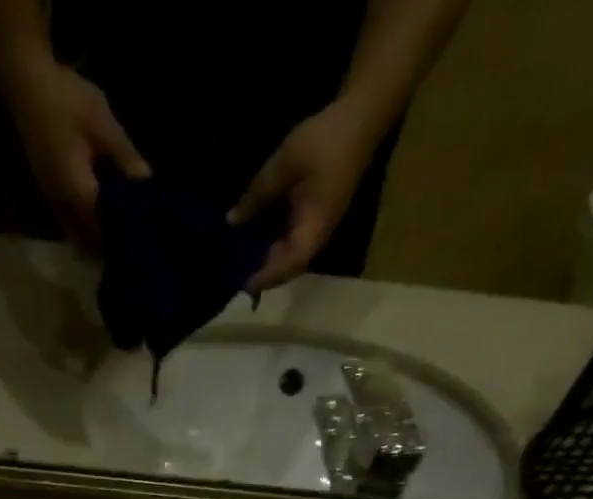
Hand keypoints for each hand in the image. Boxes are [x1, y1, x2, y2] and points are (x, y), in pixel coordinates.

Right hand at [0, 54, 148, 249]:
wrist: (26, 83)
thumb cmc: (66, 101)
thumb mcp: (102, 124)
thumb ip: (125, 156)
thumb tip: (147, 183)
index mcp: (77, 193)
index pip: (105, 229)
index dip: (122, 236)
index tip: (141, 240)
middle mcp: (62, 206)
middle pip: (89, 240)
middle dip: (109, 245)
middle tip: (132, 243)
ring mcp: (53, 202)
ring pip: (78, 235)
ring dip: (96, 239)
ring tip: (119, 235)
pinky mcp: (49, 194)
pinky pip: (69, 223)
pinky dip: (85, 226)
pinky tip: (100, 218)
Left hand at [228, 101, 381, 290]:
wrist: (359, 119)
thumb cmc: (324, 141)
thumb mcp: (284, 164)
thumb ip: (257, 195)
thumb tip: (232, 221)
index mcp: (313, 229)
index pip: (288, 266)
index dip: (266, 278)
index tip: (242, 285)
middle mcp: (316, 237)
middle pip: (287, 267)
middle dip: (261, 273)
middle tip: (232, 275)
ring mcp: (316, 229)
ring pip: (288, 256)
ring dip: (265, 260)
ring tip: (238, 262)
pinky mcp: (313, 219)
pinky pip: (290, 241)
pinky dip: (271, 244)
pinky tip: (252, 239)